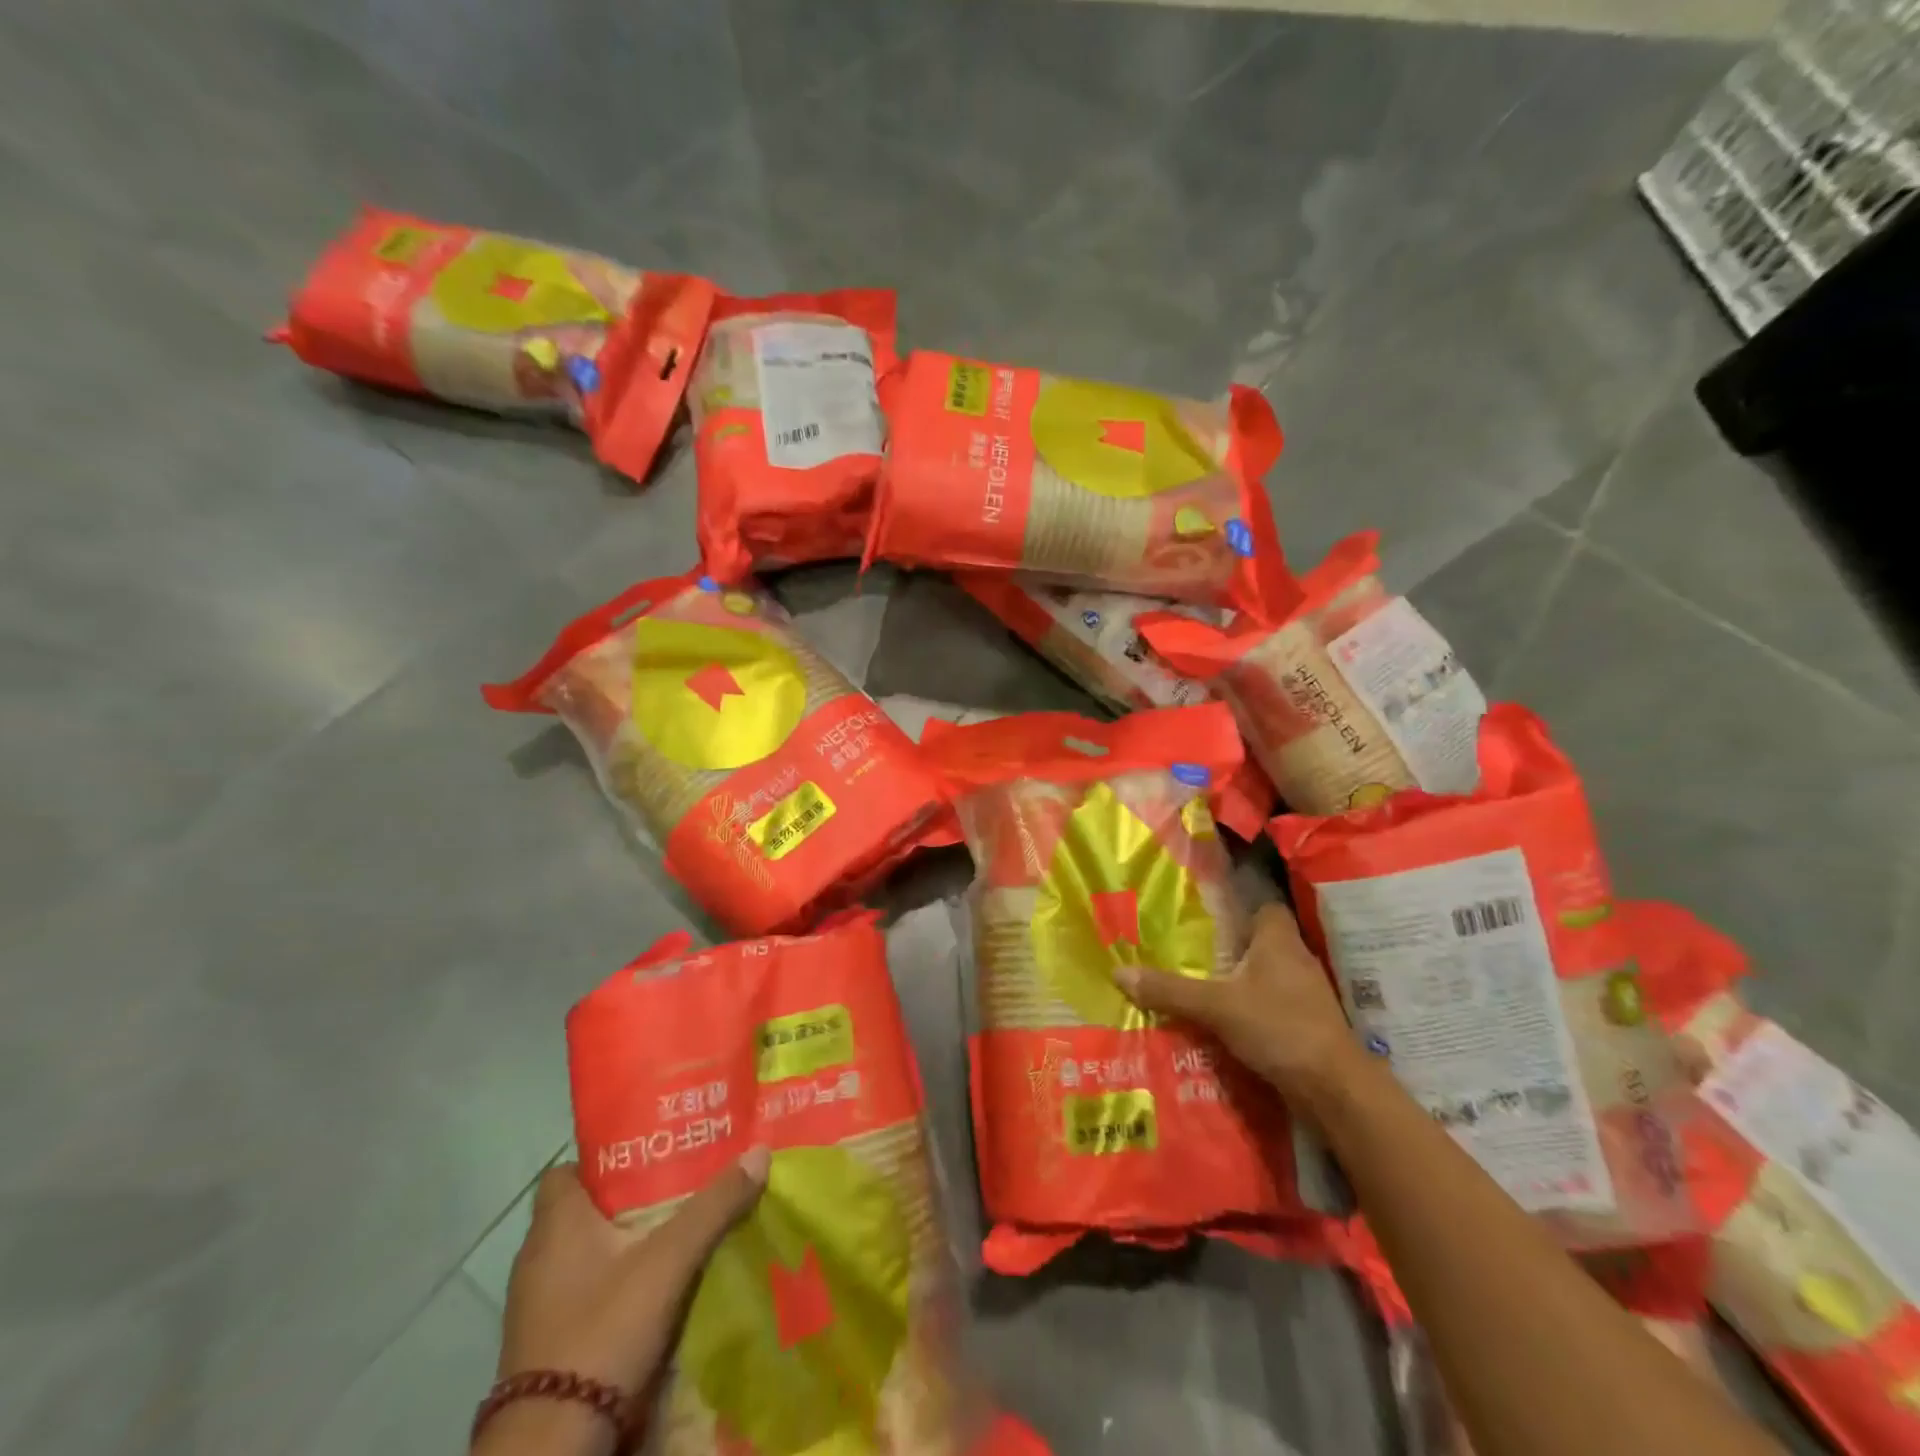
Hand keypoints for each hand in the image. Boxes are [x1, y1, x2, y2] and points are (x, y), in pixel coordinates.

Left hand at [482, 1151, 768, 1455]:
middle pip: (581, 1211)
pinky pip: (578, 1294)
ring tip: (670, 1237)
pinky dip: (609, 1286)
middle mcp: (536, 1257)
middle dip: (626, 1201)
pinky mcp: (542, 1346)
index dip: (605, 1160)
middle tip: (676, 1190)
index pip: (568, 1170)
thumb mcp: (670, 1260)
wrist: (552, 1446)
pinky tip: (647, 1293)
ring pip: (582, 1255)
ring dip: (619, 1246)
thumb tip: (760, 1151)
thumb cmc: (604, 1329)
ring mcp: (534, 1306)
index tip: (649, 1159)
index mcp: (556, 1224)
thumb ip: (715, 1205)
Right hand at [1115, 901, 1360, 1106]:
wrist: (1335, 1088)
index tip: (1207, 906)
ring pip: (1266, 972)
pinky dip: (1251, 1004)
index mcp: (1279, 939)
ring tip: (1200, 978)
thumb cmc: (1279, 1027)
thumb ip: (1170, 990)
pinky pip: (1272, 1001)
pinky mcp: (1306, 1022)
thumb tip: (1119, 971)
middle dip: (1230, 941)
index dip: (1239, 902)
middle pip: (1261, 939)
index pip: (1263, 904)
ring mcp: (1305, 992)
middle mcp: (1295, 958)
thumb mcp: (1216, 1006)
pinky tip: (1225, 1015)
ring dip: (1240, 976)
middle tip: (1191, 943)